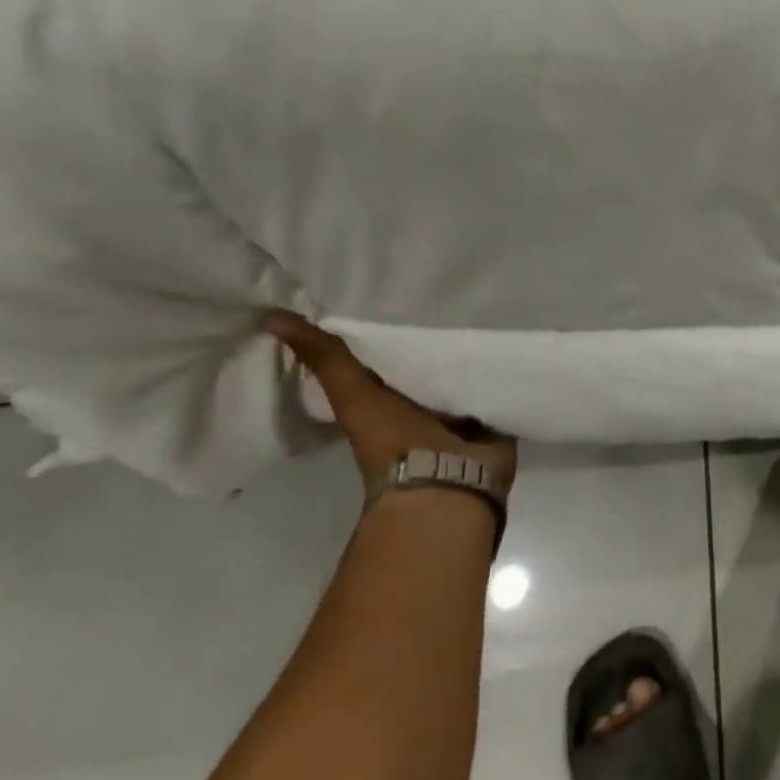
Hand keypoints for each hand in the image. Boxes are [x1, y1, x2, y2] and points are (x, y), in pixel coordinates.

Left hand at [266, 312, 518, 498]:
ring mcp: (458, 419)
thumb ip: (325, 358)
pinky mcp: (492, 421)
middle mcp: (419, 411)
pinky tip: (509, 344)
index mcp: (384, 405)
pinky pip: (496, 390)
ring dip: (470, 356)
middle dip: (435, 342)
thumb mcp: (353, 394)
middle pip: (426, 368)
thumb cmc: (393, 440)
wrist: (445, 483)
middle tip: (448, 298)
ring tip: (486, 311)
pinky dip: (500, 373)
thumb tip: (270, 316)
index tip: (396, 296)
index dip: (387, 332)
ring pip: (462, 378)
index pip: (383, 361)